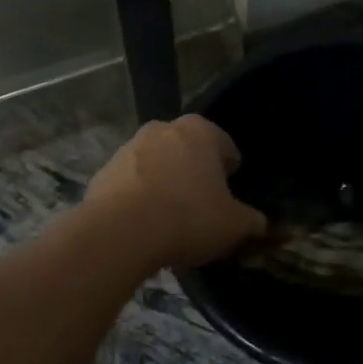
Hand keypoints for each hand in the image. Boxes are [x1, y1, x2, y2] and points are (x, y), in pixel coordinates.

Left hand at [85, 115, 267, 270]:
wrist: (120, 233)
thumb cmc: (188, 217)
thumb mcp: (234, 225)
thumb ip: (252, 221)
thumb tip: (259, 223)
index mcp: (200, 131)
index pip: (225, 145)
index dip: (231, 169)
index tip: (230, 192)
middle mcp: (162, 130)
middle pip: (187, 152)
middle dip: (195, 174)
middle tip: (203, 207)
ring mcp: (128, 149)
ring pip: (156, 166)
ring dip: (165, 185)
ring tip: (171, 221)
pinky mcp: (102, 174)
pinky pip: (130, 187)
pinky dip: (138, 201)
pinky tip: (144, 228)